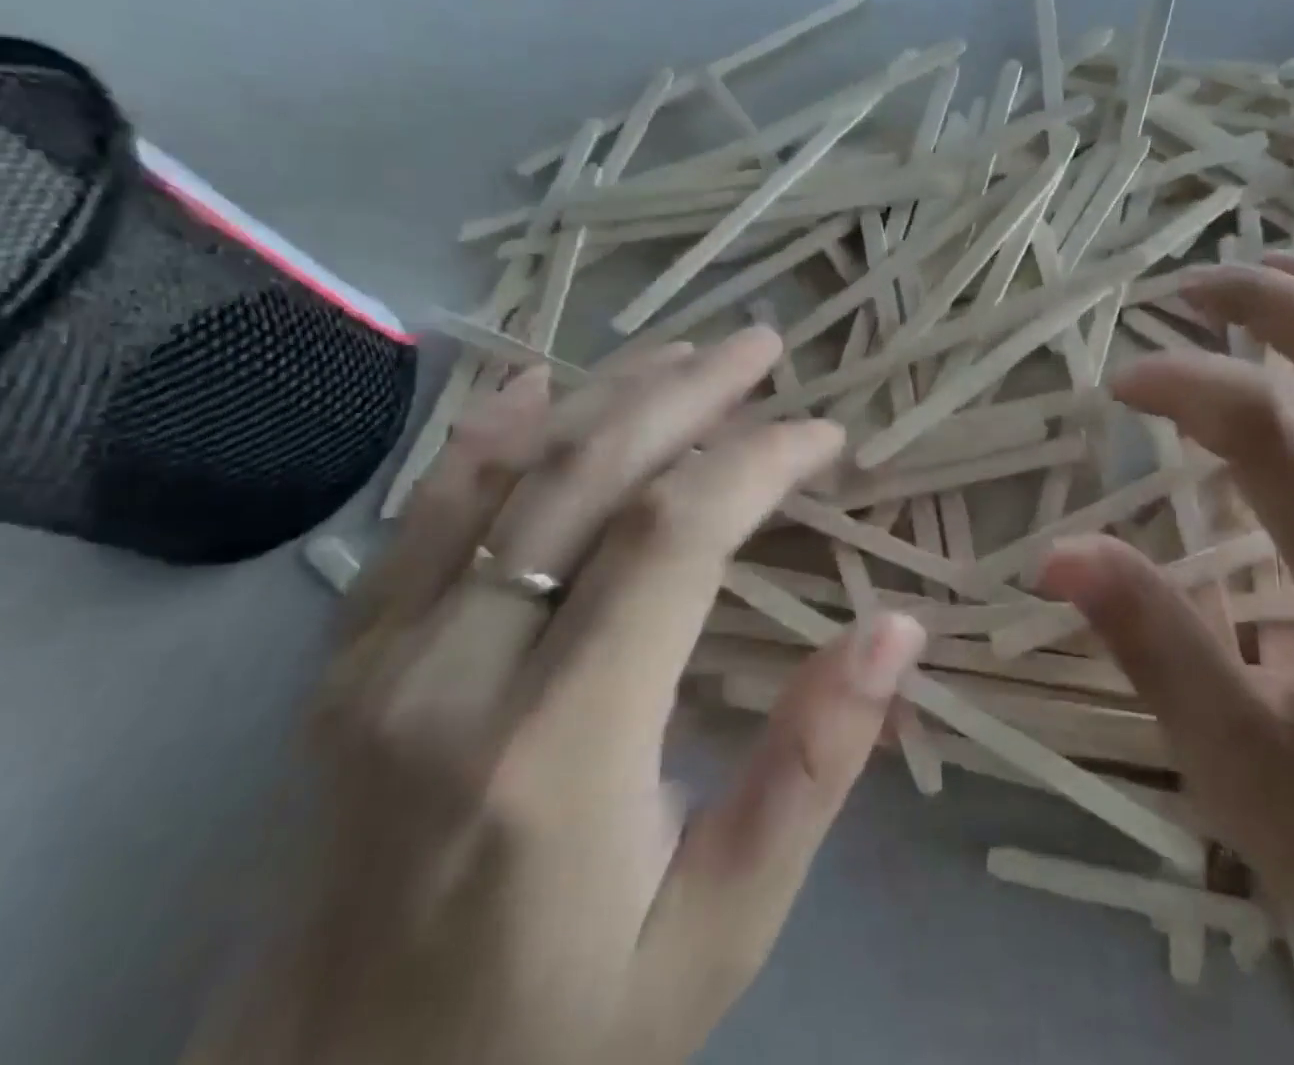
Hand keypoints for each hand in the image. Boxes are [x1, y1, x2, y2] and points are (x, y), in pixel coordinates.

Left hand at [190, 328, 925, 1064]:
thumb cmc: (550, 1036)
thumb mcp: (717, 932)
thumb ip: (811, 770)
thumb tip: (896, 629)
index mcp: (558, 750)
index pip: (674, 538)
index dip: (759, 461)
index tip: (826, 438)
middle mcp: (453, 676)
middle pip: (589, 476)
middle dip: (691, 393)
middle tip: (765, 348)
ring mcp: (380, 660)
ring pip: (509, 474)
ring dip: (609, 394)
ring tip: (687, 350)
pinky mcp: (345, 663)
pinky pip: (420, 514)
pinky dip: (488, 432)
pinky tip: (537, 381)